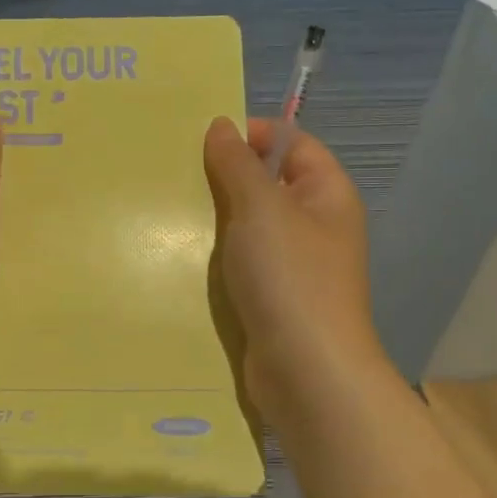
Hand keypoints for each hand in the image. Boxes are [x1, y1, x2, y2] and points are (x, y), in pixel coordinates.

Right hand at [203, 118, 377, 425]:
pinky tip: (180, 255)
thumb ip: (238, 164)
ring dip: (215, 219)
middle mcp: (315, 225)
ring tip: (169, 211)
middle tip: (176, 174)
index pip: (293, 143)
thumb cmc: (290, 278)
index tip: (202, 141)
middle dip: (225, 177)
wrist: (305, 372)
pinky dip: (216, 255)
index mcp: (327, 194)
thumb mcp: (260, 208)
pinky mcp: (272, 298)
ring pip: (249, 226)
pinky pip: (242, 262)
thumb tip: (221, 125)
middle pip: (268, 183)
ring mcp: (294, 265)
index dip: (252, 134)